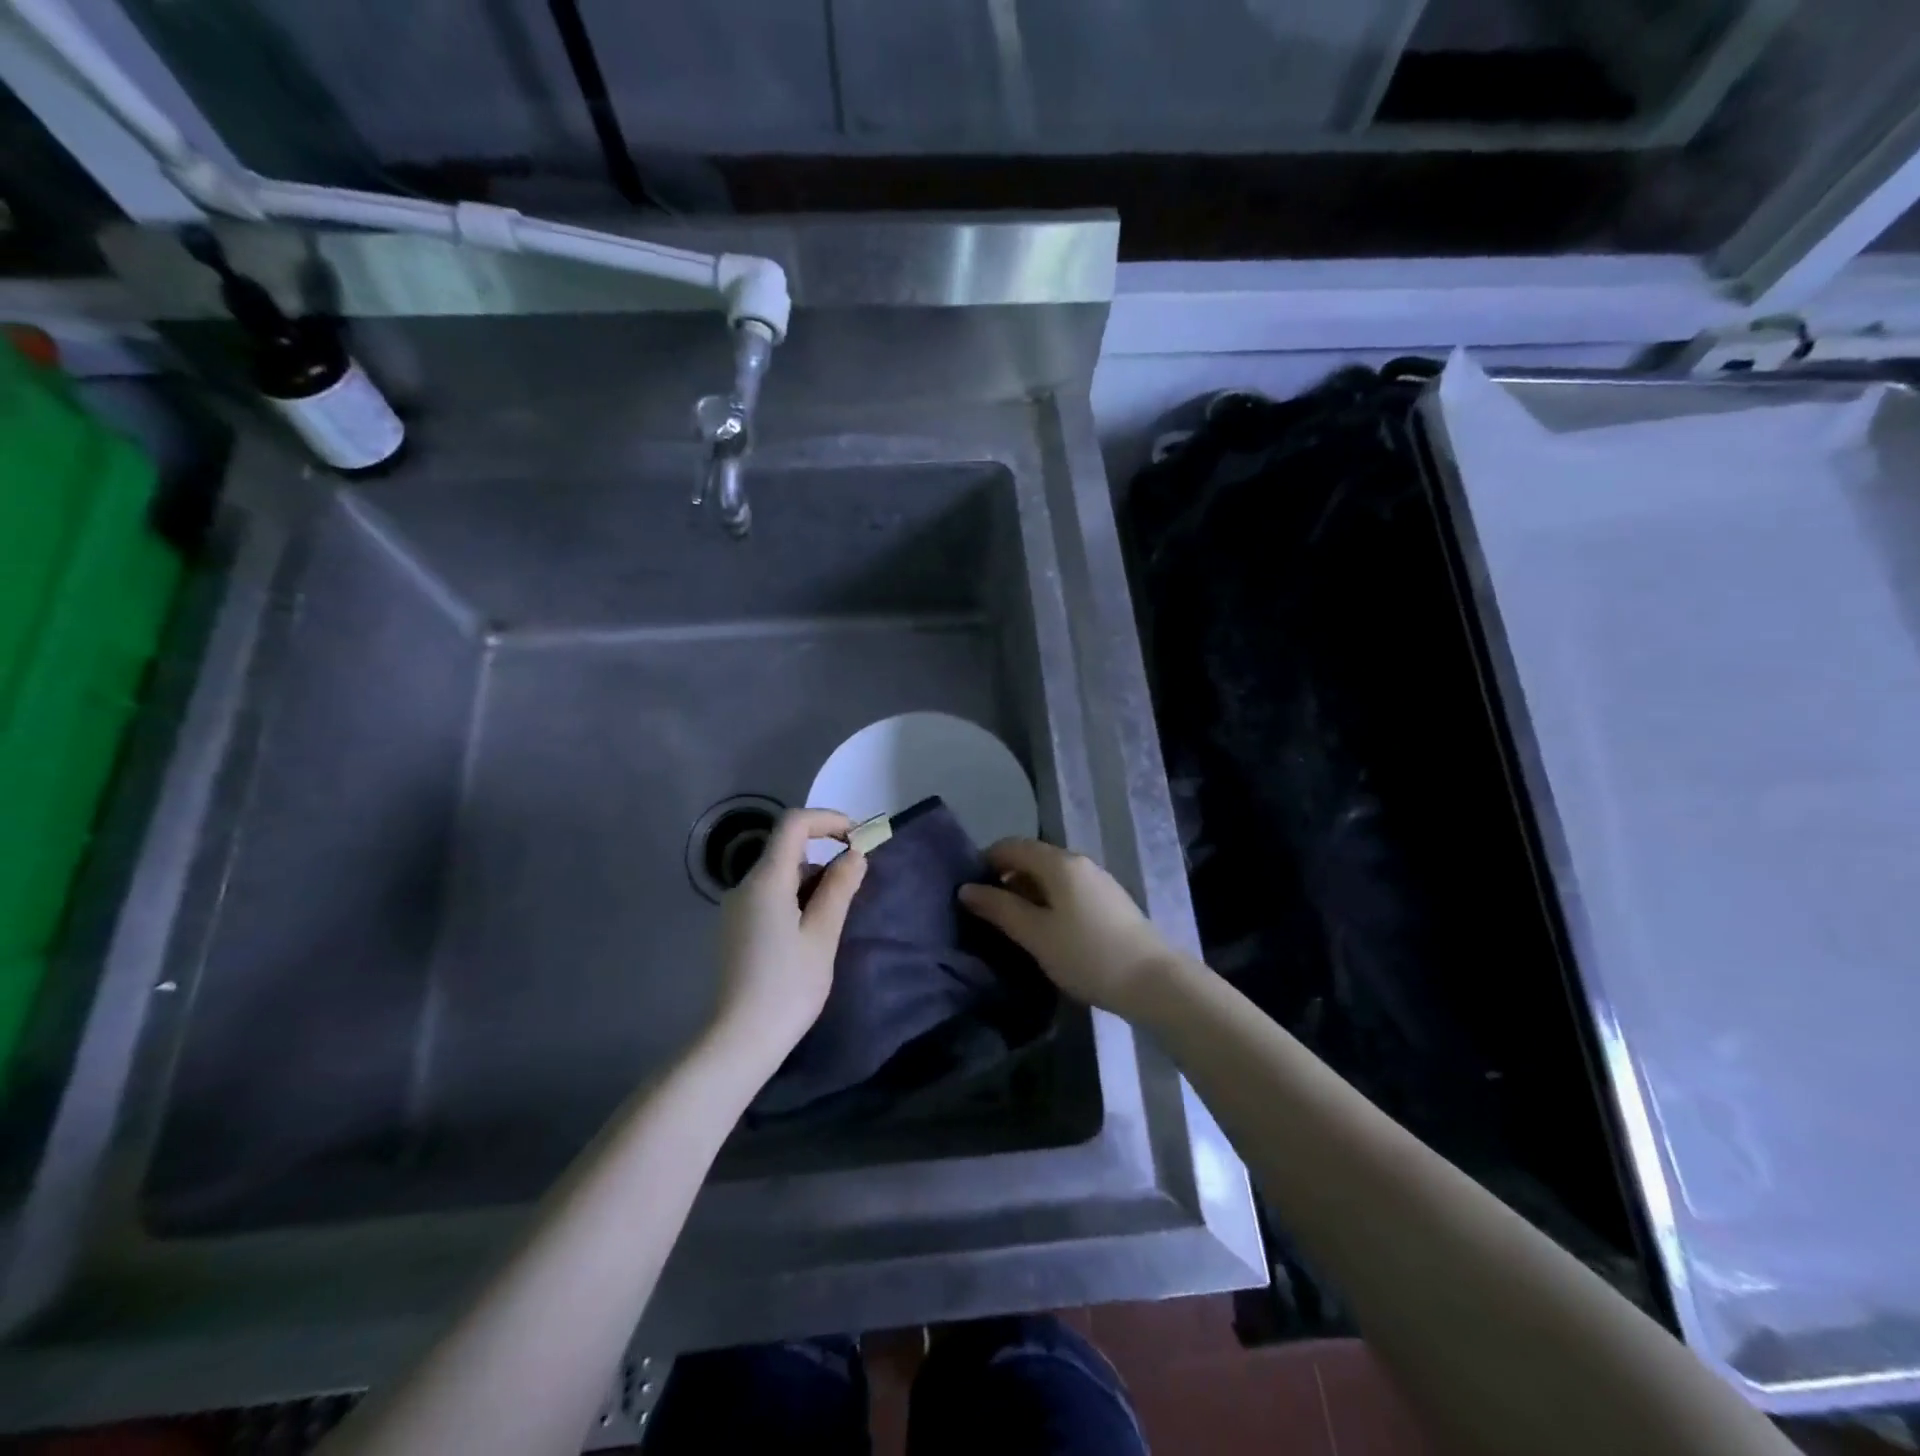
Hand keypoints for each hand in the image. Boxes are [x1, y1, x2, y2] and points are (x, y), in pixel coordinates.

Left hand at [713, 808, 866, 1059]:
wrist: (737, 1041)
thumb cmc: (787, 987)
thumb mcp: (822, 935)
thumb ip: (839, 888)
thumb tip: (855, 855)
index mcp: (765, 880)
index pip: (794, 824)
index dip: (828, 820)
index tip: (858, 839)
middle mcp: (744, 886)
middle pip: (786, 849)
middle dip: (825, 856)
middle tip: (856, 884)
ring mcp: (735, 908)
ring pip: (779, 876)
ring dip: (812, 882)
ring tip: (836, 918)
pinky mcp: (734, 929)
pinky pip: (769, 897)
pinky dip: (795, 899)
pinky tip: (810, 934)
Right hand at [959, 839, 1180, 1017]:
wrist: (1153, 981)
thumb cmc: (1087, 955)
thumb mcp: (1035, 934)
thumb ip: (999, 909)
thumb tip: (966, 889)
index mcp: (1059, 863)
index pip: (1012, 846)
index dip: (986, 862)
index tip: (969, 890)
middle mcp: (1079, 862)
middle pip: (1032, 858)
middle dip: (1006, 878)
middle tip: (987, 912)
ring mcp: (1098, 880)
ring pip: (1051, 875)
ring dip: (1028, 892)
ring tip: (1013, 925)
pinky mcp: (1110, 901)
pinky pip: (1068, 889)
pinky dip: (1049, 901)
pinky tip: (1046, 930)